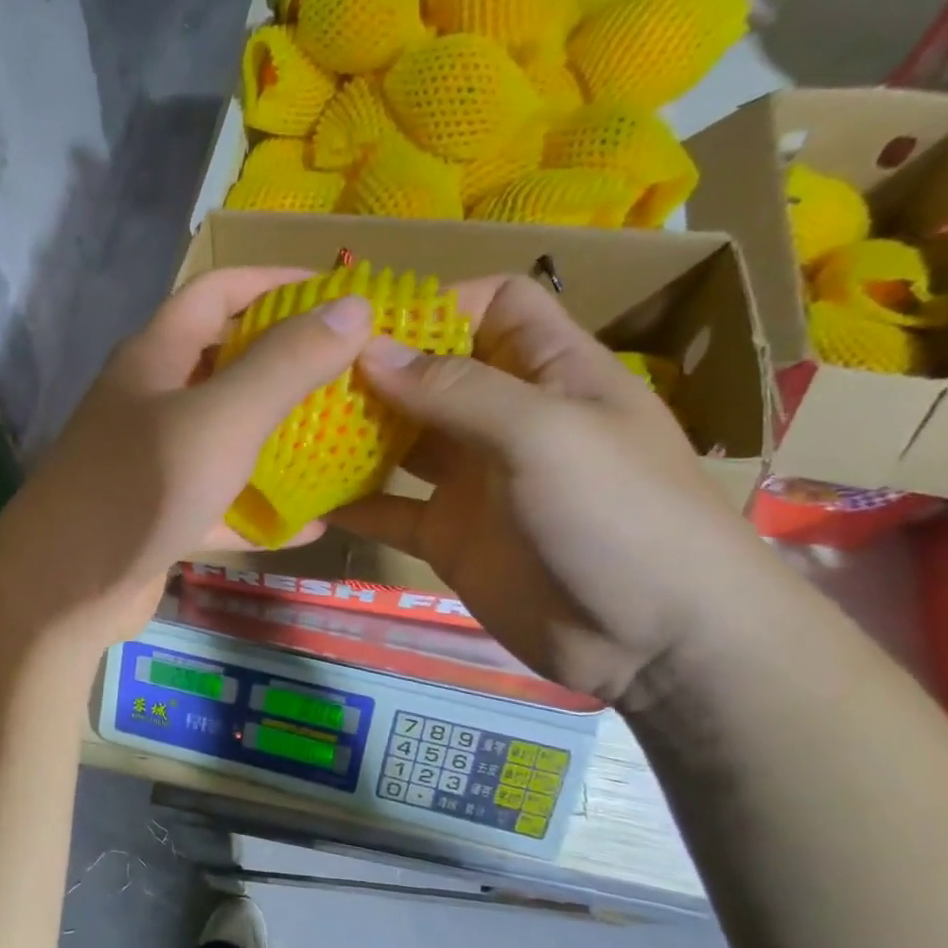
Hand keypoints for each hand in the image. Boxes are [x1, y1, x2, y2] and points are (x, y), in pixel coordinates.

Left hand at [0, 267, 377, 650]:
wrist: (61, 590)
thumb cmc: (139, 488)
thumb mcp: (222, 419)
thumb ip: (286, 364)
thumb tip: (354, 306)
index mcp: (155, 356)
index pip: (218, 291)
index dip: (278, 281)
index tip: (342, 292)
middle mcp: (151, 400)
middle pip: (225, 361)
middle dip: (288, 360)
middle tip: (354, 370)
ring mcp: (154, 460)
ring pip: (226, 434)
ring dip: (279, 434)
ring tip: (344, 438)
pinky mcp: (162, 514)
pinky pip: (222, 500)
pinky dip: (261, 507)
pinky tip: (312, 523)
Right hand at [330, 274, 768, 703]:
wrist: (656, 643)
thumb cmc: (618, 514)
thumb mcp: (544, 434)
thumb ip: (456, 390)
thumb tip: (370, 349)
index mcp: (550, 372)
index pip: (494, 306)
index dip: (436, 304)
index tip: (363, 323)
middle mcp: (507, 419)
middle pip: (432, 374)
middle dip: (374, 371)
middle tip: (301, 377)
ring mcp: (475, 481)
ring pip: (402, 442)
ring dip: (354, 434)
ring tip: (291, 428)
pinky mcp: (449, 536)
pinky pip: (391, 510)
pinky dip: (353, 503)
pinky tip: (303, 496)